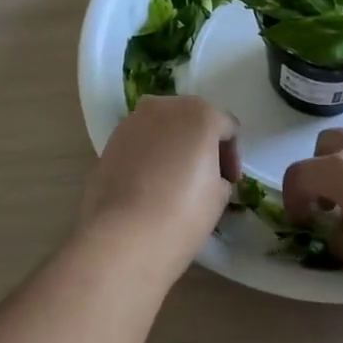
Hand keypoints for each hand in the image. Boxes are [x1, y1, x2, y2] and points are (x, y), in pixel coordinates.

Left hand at [79, 96, 239, 283]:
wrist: (122, 236)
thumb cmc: (182, 213)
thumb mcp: (219, 196)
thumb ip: (219, 175)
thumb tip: (209, 176)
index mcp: (200, 113)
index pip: (227, 128)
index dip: (232, 156)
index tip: (230, 182)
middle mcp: (165, 106)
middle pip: (192, 119)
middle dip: (201, 144)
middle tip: (206, 177)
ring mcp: (133, 121)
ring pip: (163, 128)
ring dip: (173, 146)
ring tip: (175, 180)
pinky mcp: (110, 140)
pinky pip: (141, 142)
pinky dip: (150, 155)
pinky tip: (150, 184)